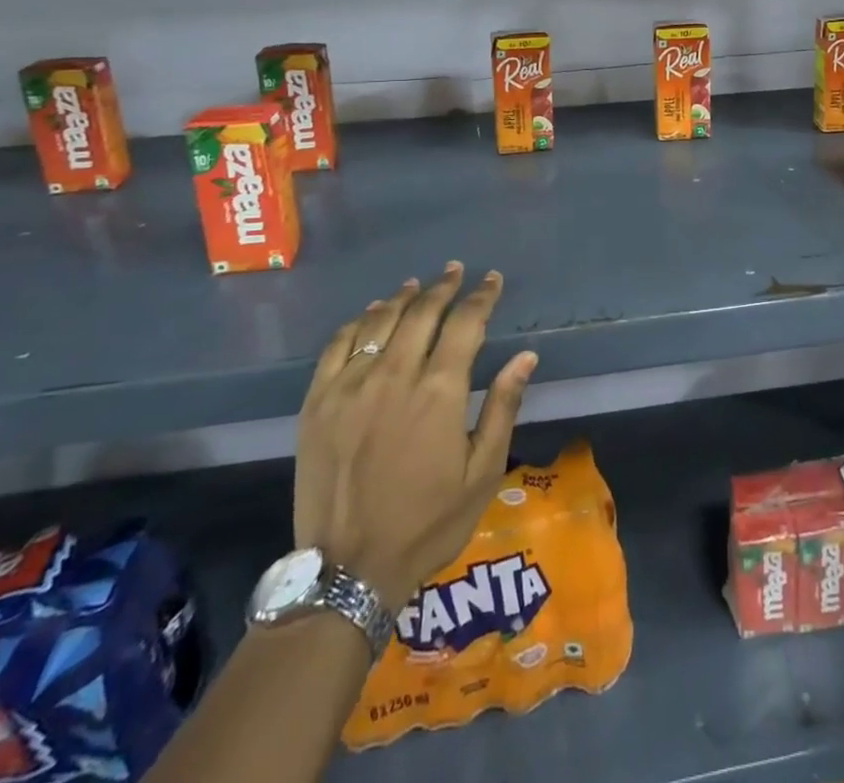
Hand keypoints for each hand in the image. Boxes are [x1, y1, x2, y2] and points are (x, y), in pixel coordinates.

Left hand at [294, 262, 537, 606]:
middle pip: (422, 313)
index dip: (481, 296)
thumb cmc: (427, 523)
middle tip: (456, 271)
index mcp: (439, 392)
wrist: (347, 572)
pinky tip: (370, 315)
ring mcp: (350, 387)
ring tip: (417, 284)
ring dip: (402, 297)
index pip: (465, 324)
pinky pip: (337, 346)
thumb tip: (525, 356)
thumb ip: (503, 407)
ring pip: (380, 321)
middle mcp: (395, 376)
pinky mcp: (317, 403)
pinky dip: (358, 322)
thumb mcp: (482, 472)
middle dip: (444, 287)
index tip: (491, 280)